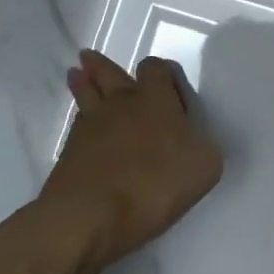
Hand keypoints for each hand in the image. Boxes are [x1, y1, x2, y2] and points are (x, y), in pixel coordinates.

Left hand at [39, 51, 223, 271]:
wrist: (89, 216)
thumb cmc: (154, 184)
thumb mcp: (205, 166)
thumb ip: (204, 146)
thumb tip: (196, 141)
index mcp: (155, 99)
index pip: (155, 68)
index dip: (162, 72)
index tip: (170, 87)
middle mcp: (120, 103)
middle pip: (109, 73)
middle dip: (103, 66)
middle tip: (91, 57)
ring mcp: (90, 126)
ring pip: (86, 94)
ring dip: (83, 82)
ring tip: (77, 73)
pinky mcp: (69, 152)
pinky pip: (77, 125)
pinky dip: (80, 120)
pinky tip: (82, 124)